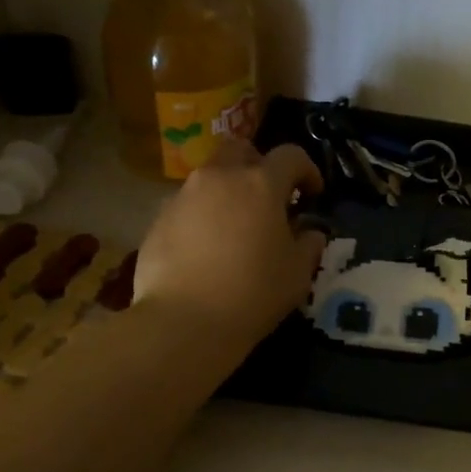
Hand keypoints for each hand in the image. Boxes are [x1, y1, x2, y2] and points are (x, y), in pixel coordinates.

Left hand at [132, 137, 326, 347]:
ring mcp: (183, 196)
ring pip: (209, 177)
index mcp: (260, 184)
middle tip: (268, 197)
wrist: (184, 322)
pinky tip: (206, 250)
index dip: (307, 170)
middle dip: (258, 164)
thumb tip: (310, 232)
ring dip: (227, 192)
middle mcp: (219, 178)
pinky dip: (202, 216)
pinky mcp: (158, 219)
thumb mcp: (297, 274)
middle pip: (240, 149)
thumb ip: (309, 245)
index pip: (290, 156)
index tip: (312, 193)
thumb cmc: (253, 294)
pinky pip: (187, 206)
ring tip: (235, 228)